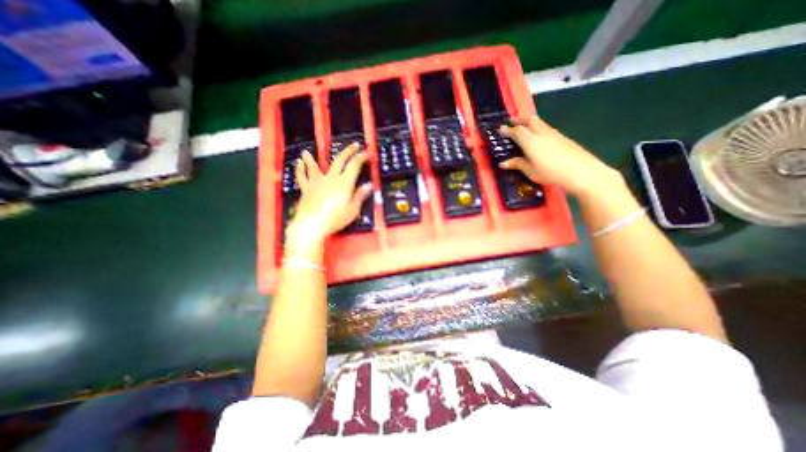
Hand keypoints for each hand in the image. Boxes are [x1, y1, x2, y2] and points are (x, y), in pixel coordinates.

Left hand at [285, 142, 373, 242]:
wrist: (312, 224)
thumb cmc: (335, 218)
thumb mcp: (353, 209)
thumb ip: (360, 195)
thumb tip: (369, 184)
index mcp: (344, 182)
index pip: (355, 165)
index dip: (362, 157)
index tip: (368, 152)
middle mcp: (331, 178)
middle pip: (339, 160)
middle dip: (348, 151)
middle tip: (354, 144)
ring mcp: (317, 182)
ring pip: (315, 166)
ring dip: (312, 158)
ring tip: (306, 151)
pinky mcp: (306, 188)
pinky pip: (302, 176)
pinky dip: (300, 169)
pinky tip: (297, 164)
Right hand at [498, 115, 618, 195]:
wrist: (580, 171)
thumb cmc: (550, 172)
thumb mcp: (530, 170)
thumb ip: (517, 164)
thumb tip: (503, 163)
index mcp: (530, 141)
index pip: (516, 131)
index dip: (508, 129)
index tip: (501, 129)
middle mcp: (541, 133)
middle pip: (529, 120)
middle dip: (519, 120)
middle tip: (513, 123)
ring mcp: (553, 133)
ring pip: (539, 122)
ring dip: (529, 123)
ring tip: (524, 129)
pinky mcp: (562, 137)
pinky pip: (546, 128)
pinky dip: (538, 129)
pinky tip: (538, 138)